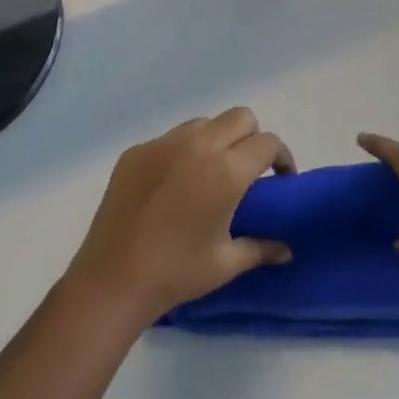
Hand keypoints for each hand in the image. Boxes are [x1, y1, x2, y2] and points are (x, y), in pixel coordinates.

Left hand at [67, 107, 294, 322]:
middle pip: (240, 117)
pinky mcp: (137, 151)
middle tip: (248, 172)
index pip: (267, 143)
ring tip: (210, 174)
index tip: (280, 180)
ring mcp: (163, 143)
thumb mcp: (226, 264)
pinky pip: (171, 138)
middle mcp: (197, 145)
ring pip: (204, 123)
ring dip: (217, 139)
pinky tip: (173, 186)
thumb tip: (286, 249)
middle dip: (252, 138)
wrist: (112, 281)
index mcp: (225, 171)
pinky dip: (182, 152)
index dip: (281, 157)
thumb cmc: (176, 273)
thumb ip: (262, 248)